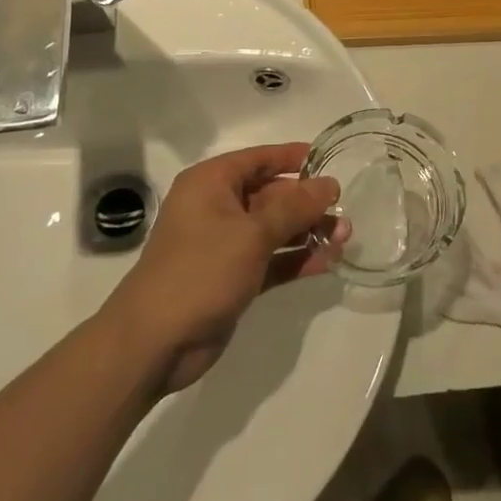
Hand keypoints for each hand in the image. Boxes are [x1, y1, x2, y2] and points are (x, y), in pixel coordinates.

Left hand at [108, 143, 342, 393]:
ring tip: (346, 236)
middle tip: (345, 209)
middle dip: (308, 202)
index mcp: (211, 184)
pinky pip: (272, 259)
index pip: (259, 159)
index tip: (330, 160)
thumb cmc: (200, 271)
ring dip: (307, 232)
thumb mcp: (252, 233)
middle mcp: (217, 208)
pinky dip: (296, 259)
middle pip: (271, 195)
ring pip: (274, 229)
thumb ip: (294, 207)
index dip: (293, 158)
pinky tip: (328, 261)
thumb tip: (330, 184)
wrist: (154, 342)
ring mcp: (225, 245)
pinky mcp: (233, 277)